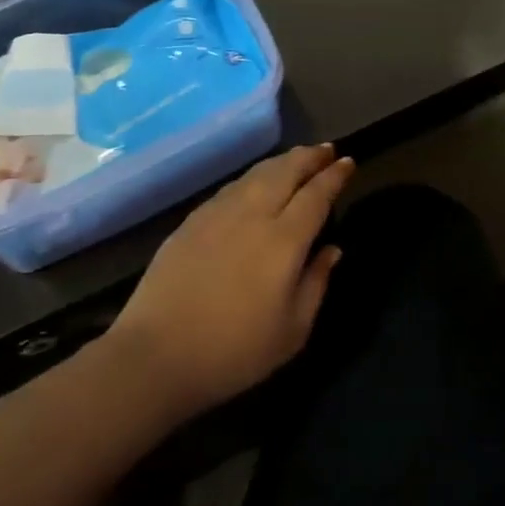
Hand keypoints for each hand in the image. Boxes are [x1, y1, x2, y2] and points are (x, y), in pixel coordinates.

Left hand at [102, 144, 356, 416]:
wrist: (156, 355)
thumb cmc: (234, 351)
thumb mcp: (292, 331)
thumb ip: (316, 283)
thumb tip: (331, 250)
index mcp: (284, 240)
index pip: (316, 195)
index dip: (334, 176)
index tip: (348, 162)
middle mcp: (252, 215)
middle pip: (285, 171)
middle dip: (309, 157)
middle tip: (326, 150)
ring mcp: (217, 214)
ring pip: (256, 174)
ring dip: (281, 162)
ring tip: (296, 160)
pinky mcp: (191, 221)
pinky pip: (231, 187)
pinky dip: (252, 178)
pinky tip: (254, 184)